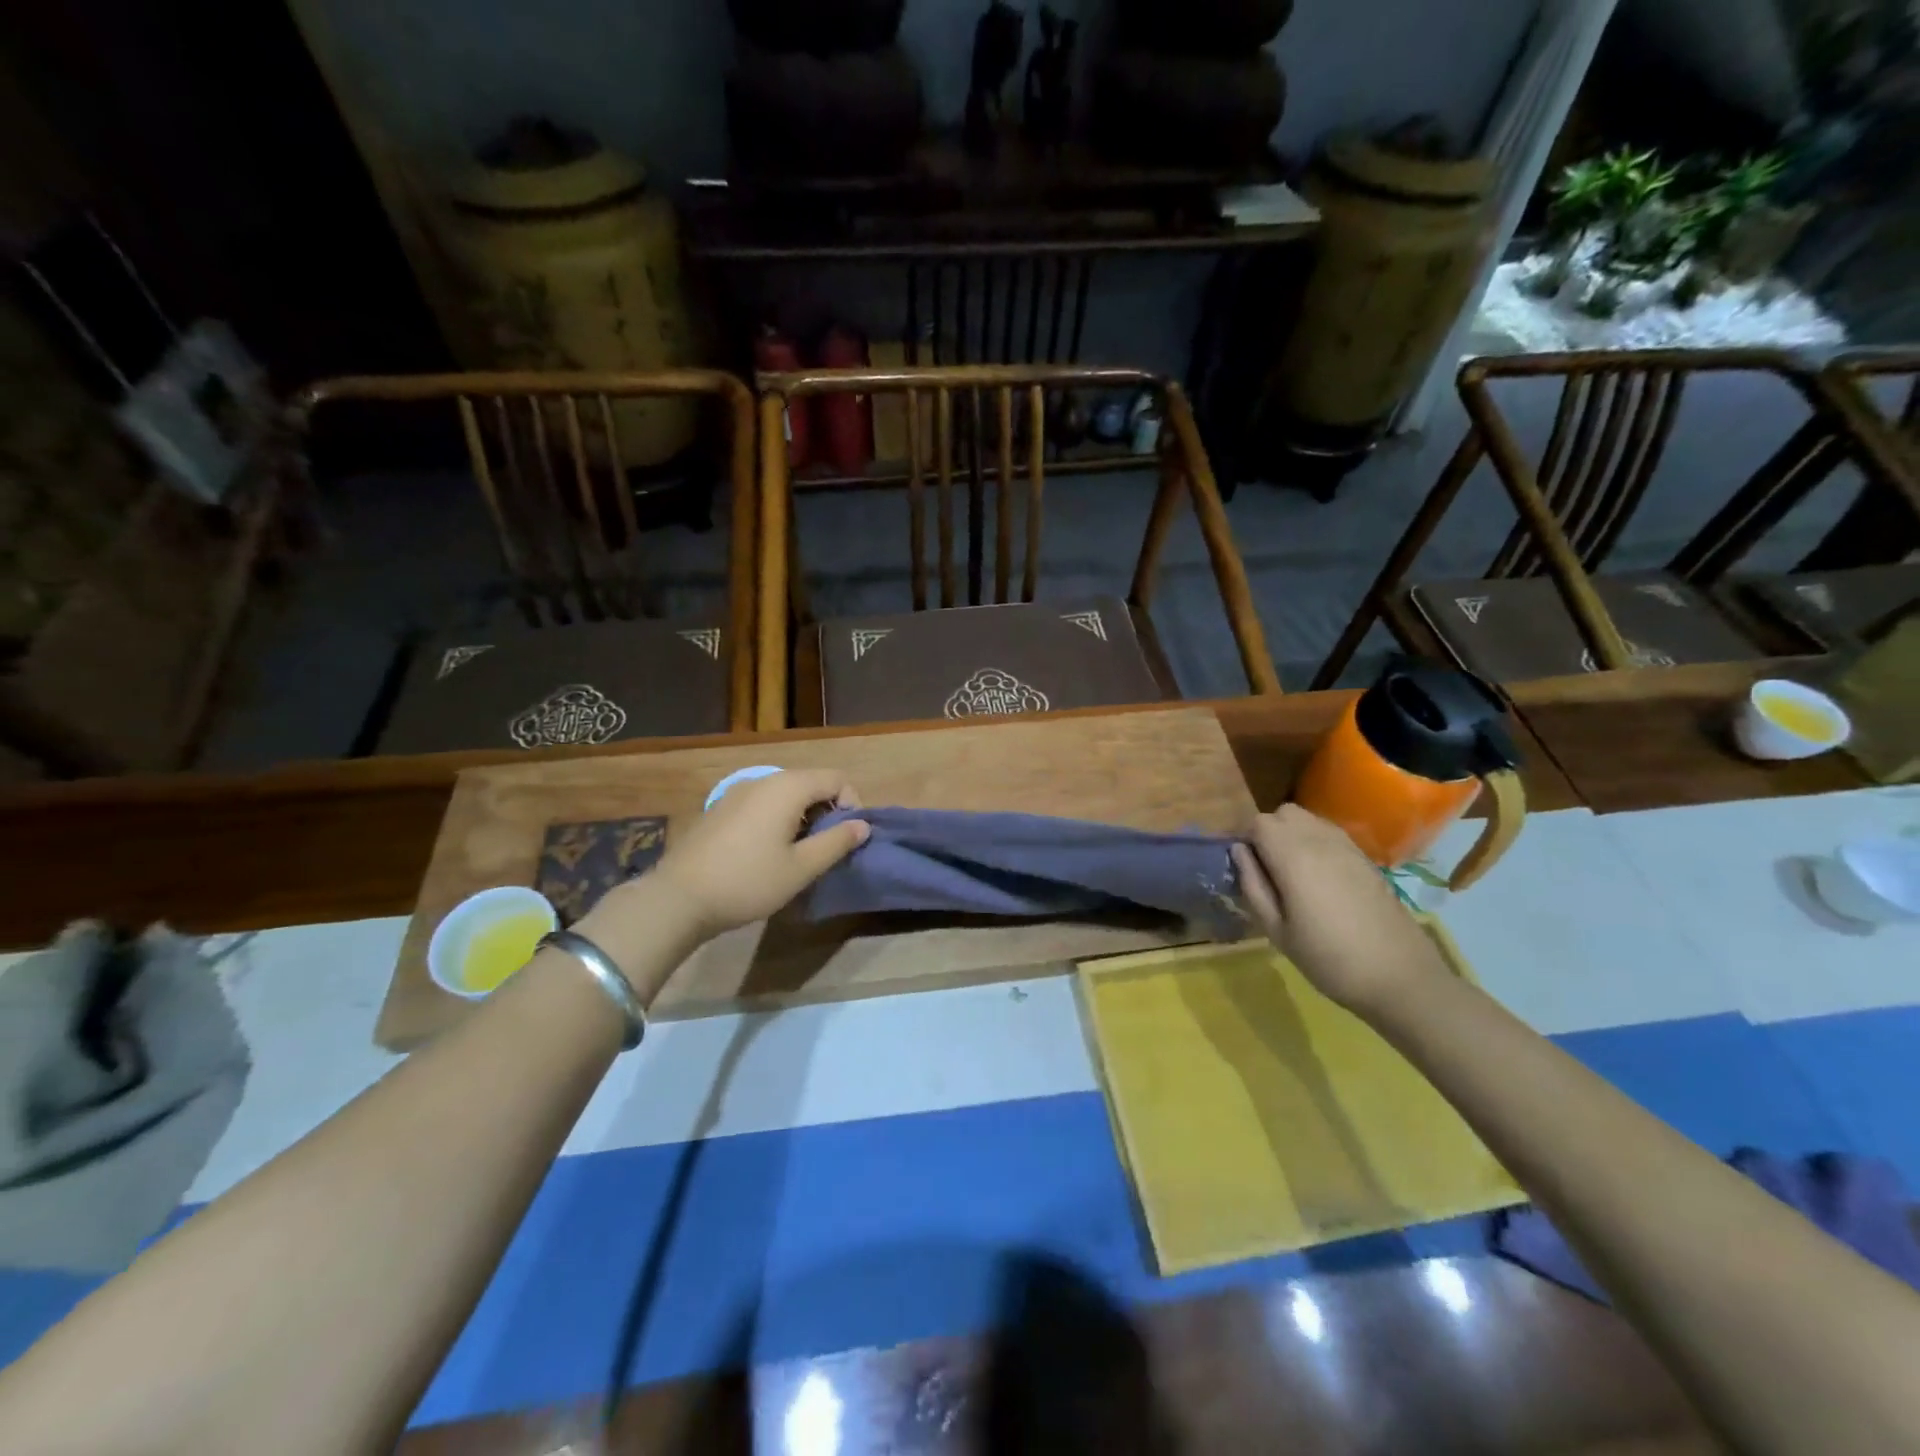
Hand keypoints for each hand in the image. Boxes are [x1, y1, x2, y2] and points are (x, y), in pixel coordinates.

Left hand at [649, 768, 868, 941]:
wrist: (679, 897)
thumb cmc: (748, 881)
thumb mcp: (801, 868)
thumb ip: (836, 842)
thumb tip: (862, 825)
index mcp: (788, 788)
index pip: (836, 779)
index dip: (852, 804)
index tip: (849, 838)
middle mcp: (764, 780)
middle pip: (811, 782)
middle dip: (828, 811)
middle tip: (827, 848)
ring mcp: (738, 792)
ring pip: (786, 793)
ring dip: (803, 816)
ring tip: (800, 853)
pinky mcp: (721, 808)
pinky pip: (763, 803)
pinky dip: (778, 818)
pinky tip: (768, 852)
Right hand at [1231, 804, 1451, 1015]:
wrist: (1399, 976)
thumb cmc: (1328, 958)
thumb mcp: (1276, 930)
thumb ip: (1253, 885)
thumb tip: (1239, 852)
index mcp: (1293, 856)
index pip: (1258, 822)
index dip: (1246, 839)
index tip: (1247, 867)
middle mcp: (1319, 840)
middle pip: (1283, 813)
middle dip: (1269, 832)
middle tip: (1267, 869)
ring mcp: (1347, 846)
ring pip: (1308, 819)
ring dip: (1293, 835)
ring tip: (1293, 873)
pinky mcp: (1365, 858)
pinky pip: (1330, 834)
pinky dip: (1316, 843)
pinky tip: (1319, 878)